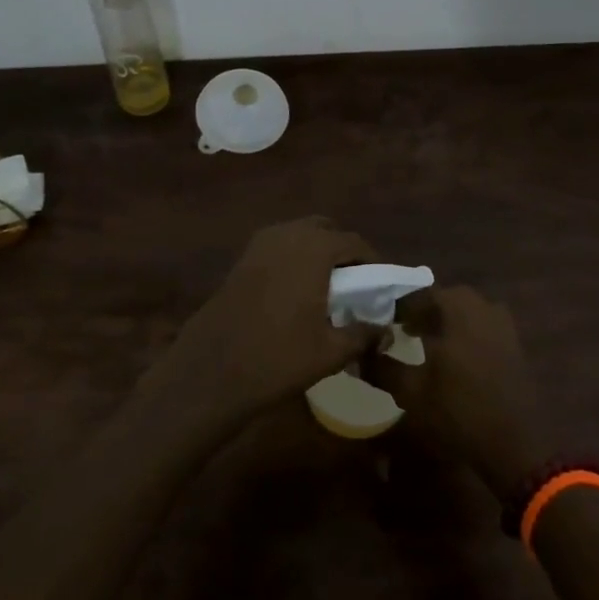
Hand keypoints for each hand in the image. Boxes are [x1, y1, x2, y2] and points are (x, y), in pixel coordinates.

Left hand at [150, 217, 376, 433]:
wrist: (213, 370)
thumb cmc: (279, 356)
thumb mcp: (331, 351)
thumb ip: (363, 334)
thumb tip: (385, 331)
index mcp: (314, 248)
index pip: (354, 242)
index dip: (372, 261)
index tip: (381, 285)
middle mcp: (287, 235)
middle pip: (324, 229)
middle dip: (341, 250)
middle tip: (353, 282)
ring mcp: (259, 245)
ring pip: (298, 235)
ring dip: (315, 252)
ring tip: (326, 288)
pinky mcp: (241, 260)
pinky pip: (277, 248)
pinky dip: (293, 260)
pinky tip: (295, 293)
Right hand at [366, 285, 551, 497]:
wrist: (515, 444)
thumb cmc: (458, 412)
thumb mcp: (411, 392)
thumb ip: (382, 367)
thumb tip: (361, 352)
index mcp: (456, 310)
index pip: (419, 295)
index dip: (398, 308)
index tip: (382, 321)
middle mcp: (481, 307)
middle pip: (444, 299)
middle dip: (423, 311)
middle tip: (403, 329)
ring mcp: (502, 324)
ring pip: (466, 310)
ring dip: (445, 320)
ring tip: (427, 342)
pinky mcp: (514, 343)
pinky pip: (482, 325)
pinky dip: (464, 332)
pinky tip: (453, 357)